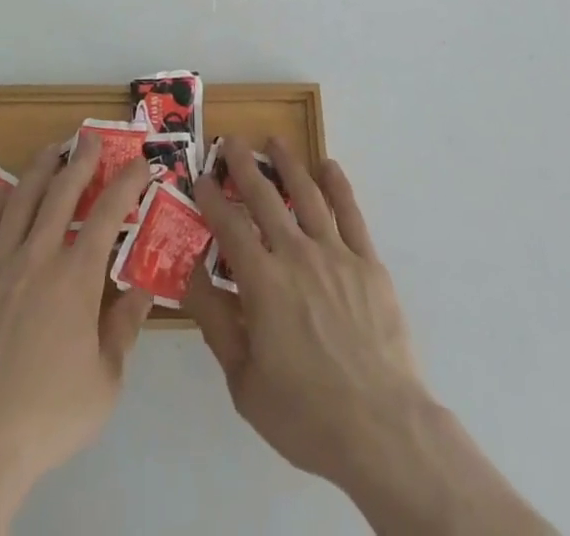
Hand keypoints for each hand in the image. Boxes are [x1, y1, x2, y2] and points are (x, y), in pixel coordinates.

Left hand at [0, 136, 152, 533]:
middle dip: (80, 160)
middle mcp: (38, 257)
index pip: (108, 213)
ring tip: (51, 150)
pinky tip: (5, 191)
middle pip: (61, 192)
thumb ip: (125, 328)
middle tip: (89, 138)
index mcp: (77, 277)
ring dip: (40, 169)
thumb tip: (142, 287)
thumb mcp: (106, 381)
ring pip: (21, 200)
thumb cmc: (48, 415)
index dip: (126, 183)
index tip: (139, 164)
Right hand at [183, 137, 425, 487]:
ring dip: (288, 164)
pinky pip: (350, 213)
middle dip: (244, 166)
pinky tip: (329, 166)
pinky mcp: (368, 263)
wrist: (381, 428)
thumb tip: (188, 274)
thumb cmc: (305, 413)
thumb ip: (215, 322)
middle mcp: (296, 255)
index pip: (229, 226)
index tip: (200, 178)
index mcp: (262, 282)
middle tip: (231, 141)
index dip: (211, 199)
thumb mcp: (243, 381)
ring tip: (276, 141)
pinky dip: (338, 185)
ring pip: (308, 195)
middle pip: (265, 198)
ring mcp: (336, 254)